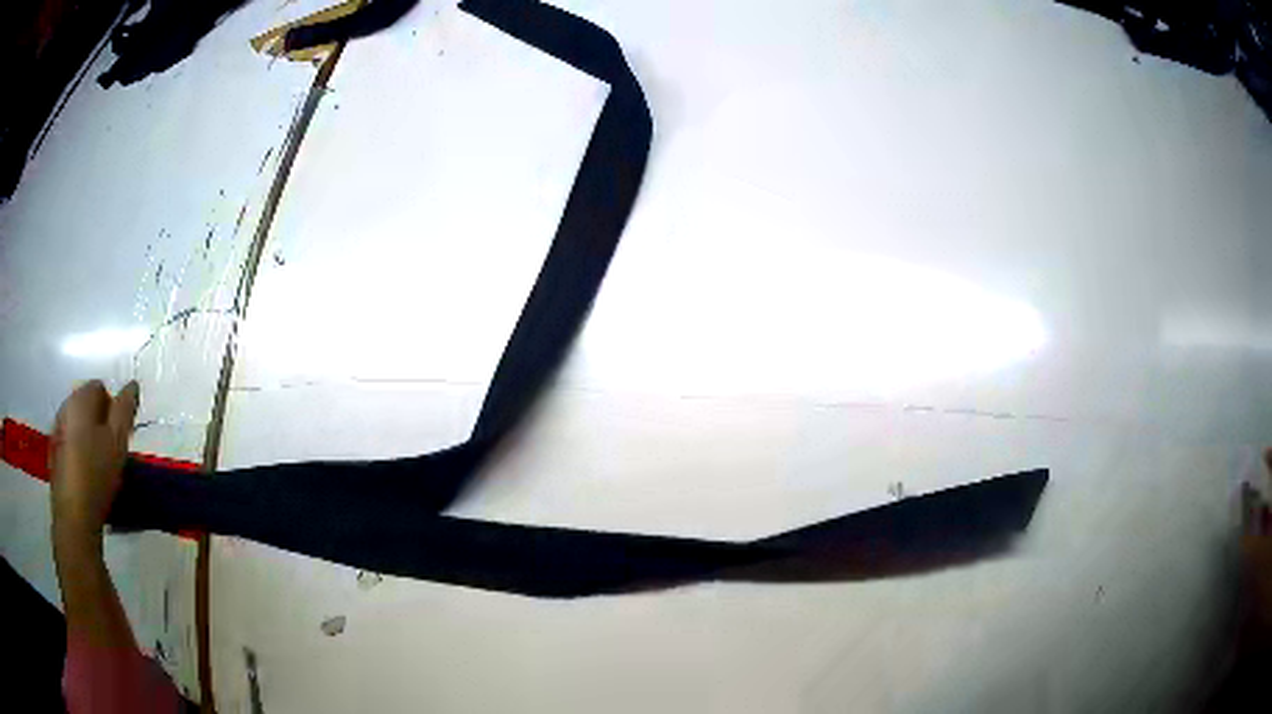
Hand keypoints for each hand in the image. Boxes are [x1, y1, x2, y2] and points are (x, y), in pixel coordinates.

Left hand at [49, 380, 138, 546]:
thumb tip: (132, 385)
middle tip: (112, 451)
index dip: (113, 409)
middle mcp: (64, 406)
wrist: (74, 516)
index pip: (100, 387)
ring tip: (99, 466)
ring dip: (88, 437)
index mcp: (80, 398)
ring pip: (77, 425)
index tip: (121, 436)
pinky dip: (78, 452)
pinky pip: (69, 443)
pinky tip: (86, 476)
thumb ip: (125, 410)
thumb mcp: (118, 441)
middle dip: (100, 422)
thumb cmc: (97, 474)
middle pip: (86, 404)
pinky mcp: (53, 454)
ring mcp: (56, 431)